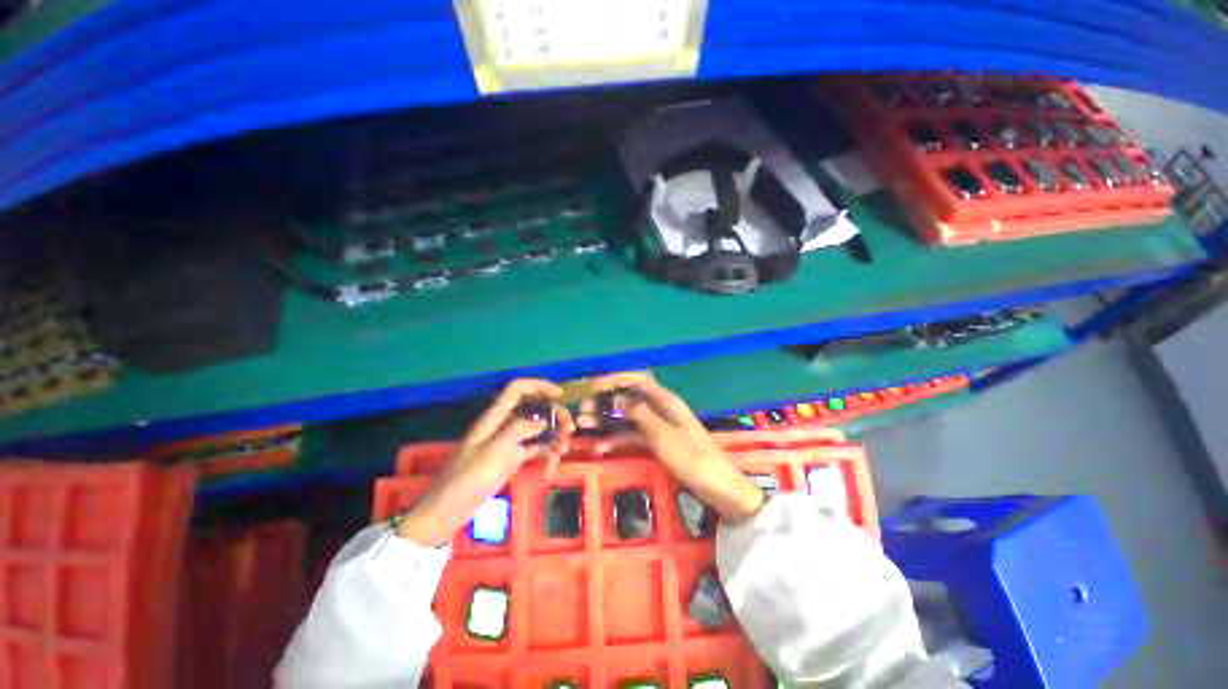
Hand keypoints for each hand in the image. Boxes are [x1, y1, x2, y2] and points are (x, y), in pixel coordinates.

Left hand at [397, 379, 574, 546]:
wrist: (450, 510)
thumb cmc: (469, 477)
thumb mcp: (495, 450)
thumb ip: (520, 430)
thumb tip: (543, 421)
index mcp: (495, 416)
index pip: (518, 389)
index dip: (539, 386)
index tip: (560, 395)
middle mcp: (504, 424)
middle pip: (533, 409)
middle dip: (553, 415)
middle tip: (569, 429)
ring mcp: (509, 442)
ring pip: (537, 429)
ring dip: (553, 436)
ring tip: (563, 450)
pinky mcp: (513, 459)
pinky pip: (535, 449)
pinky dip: (546, 454)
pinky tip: (552, 465)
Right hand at [582, 372, 763, 522]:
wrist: (719, 489)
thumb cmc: (693, 459)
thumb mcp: (664, 436)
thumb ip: (641, 415)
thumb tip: (618, 398)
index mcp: (666, 401)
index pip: (637, 380)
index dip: (614, 380)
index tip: (592, 387)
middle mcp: (660, 409)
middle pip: (628, 398)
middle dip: (605, 402)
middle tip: (581, 411)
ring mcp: (658, 426)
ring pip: (627, 417)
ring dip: (606, 420)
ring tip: (583, 425)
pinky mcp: (657, 443)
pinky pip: (633, 436)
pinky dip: (617, 440)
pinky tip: (600, 448)